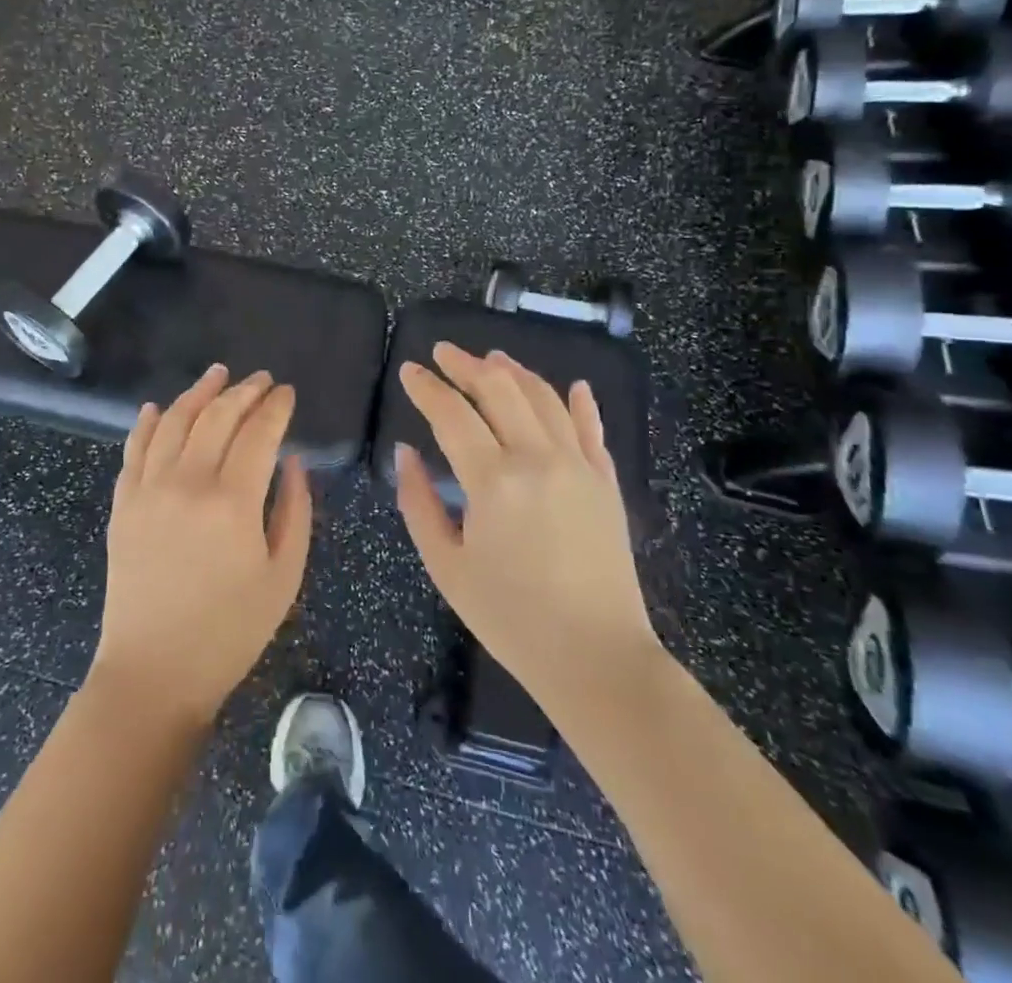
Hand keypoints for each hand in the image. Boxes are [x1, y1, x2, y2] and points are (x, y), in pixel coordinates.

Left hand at [91, 365, 311, 724]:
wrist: (154, 673)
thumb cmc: (230, 631)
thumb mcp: (283, 577)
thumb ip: (294, 511)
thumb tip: (292, 461)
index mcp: (233, 502)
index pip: (259, 433)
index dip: (276, 407)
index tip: (287, 392)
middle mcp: (188, 483)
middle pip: (217, 417)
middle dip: (243, 391)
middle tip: (261, 379)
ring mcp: (149, 490)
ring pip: (174, 421)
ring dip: (198, 392)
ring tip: (218, 374)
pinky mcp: (123, 504)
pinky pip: (134, 449)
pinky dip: (147, 423)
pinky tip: (159, 407)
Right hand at [395, 344, 656, 707]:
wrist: (597, 658)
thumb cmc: (511, 619)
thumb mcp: (447, 567)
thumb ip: (419, 503)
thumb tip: (404, 453)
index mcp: (493, 481)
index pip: (453, 414)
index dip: (427, 388)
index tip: (409, 370)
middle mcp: (537, 458)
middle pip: (500, 390)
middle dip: (466, 365)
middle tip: (444, 352)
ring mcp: (579, 466)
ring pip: (544, 399)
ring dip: (515, 372)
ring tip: (493, 358)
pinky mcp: (607, 482)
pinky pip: (592, 429)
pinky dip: (580, 403)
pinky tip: (573, 386)